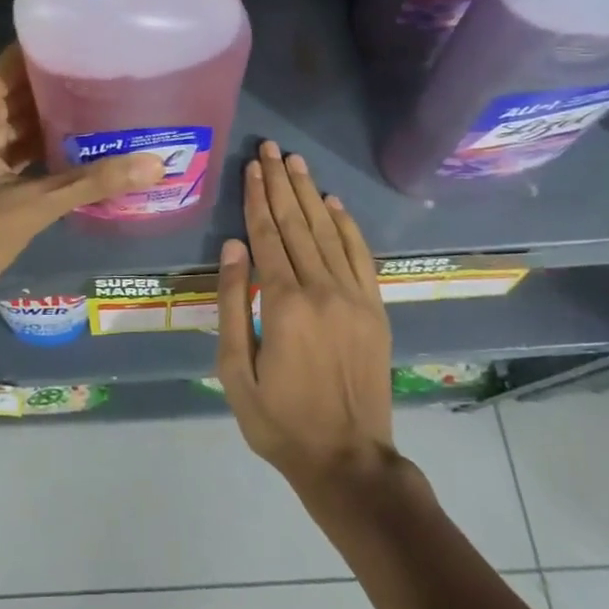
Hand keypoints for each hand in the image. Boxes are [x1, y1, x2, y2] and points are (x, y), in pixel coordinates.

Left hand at [0, 46, 164, 330]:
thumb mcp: (29, 208)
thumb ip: (90, 183)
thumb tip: (155, 164)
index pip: (17, 59)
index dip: (56, 47)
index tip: (100, 40)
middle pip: (23, 87)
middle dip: (66, 83)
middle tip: (119, 74)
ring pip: (21, 119)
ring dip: (59, 116)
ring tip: (112, 104)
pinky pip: (17, 146)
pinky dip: (46, 145)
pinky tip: (86, 147)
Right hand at [216, 140, 395, 493]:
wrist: (347, 460)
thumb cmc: (279, 420)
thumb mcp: (235, 370)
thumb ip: (233, 304)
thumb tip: (233, 247)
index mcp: (283, 304)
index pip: (266, 236)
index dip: (257, 198)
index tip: (251, 167)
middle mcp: (321, 290)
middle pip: (296, 224)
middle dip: (281, 183)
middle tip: (270, 148)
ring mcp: (354, 297)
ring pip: (327, 232)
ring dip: (310, 194)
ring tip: (295, 162)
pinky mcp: (375, 309)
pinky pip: (360, 256)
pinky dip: (346, 225)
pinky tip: (332, 203)